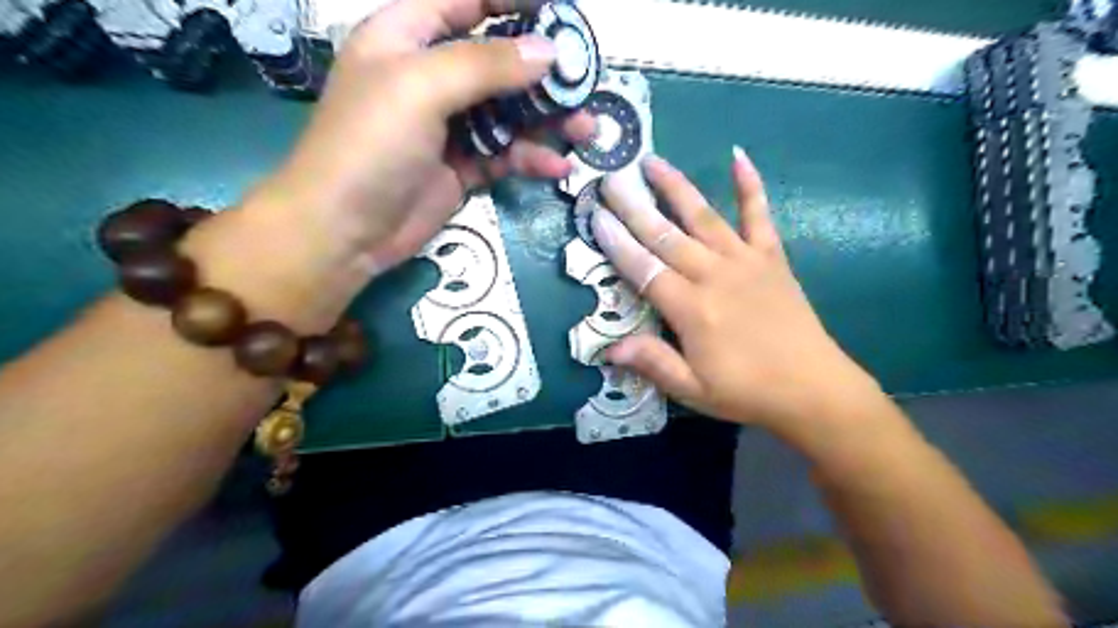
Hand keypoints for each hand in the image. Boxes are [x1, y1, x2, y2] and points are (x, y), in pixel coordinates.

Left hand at [260, 0, 592, 277]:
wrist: (345, 230)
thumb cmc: (371, 144)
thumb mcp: (422, 88)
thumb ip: (486, 65)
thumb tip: (548, 52)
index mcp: (407, 37)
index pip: (466, 3)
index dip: (513, 4)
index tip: (561, 14)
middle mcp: (430, 77)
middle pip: (497, 62)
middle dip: (542, 73)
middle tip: (585, 83)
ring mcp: (448, 126)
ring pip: (508, 113)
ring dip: (547, 121)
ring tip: (585, 130)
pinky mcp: (461, 167)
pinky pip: (504, 154)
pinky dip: (530, 159)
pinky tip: (556, 166)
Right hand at [588, 150, 887, 438]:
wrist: (813, 388)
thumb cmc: (747, 391)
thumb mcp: (693, 389)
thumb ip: (653, 363)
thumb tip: (608, 348)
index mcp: (692, 309)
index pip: (644, 269)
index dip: (617, 243)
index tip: (596, 216)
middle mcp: (714, 275)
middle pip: (666, 235)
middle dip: (634, 206)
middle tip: (611, 178)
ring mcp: (745, 261)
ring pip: (703, 217)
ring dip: (676, 187)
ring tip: (652, 161)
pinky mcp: (772, 257)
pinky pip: (759, 215)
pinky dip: (750, 185)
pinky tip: (739, 156)